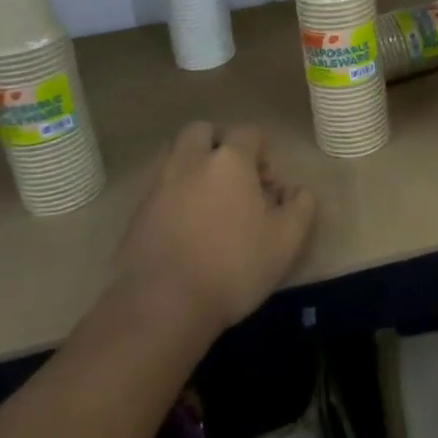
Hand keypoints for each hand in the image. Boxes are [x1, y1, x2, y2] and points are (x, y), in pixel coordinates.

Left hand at [106, 122, 315, 340]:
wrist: (163, 306)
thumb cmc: (233, 266)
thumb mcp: (286, 240)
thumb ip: (301, 206)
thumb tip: (296, 191)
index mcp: (229, 159)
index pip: (249, 132)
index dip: (263, 153)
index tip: (268, 187)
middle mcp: (190, 160)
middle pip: (203, 131)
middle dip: (219, 145)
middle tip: (233, 179)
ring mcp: (158, 184)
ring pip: (175, 154)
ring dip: (192, 165)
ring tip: (207, 200)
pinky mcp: (136, 211)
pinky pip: (159, 186)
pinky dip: (173, 192)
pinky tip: (185, 224)